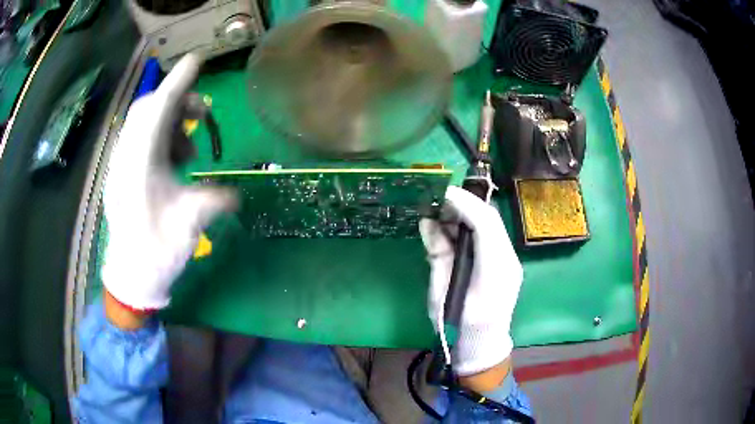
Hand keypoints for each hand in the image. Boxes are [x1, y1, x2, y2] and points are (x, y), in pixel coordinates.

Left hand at [102, 54, 235, 313]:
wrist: (133, 275)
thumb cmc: (157, 251)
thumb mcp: (189, 225)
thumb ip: (213, 200)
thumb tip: (236, 193)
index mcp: (139, 166)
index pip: (157, 111)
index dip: (178, 83)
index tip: (197, 60)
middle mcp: (127, 158)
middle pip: (148, 109)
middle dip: (178, 103)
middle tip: (202, 115)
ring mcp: (123, 164)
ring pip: (145, 122)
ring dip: (171, 122)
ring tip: (190, 149)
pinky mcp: (125, 172)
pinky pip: (142, 139)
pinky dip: (163, 138)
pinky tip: (176, 161)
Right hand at [420, 186, 522, 376]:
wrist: (482, 347)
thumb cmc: (458, 327)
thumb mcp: (440, 293)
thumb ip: (438, 255)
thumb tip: (428, 222)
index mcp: (493, 273)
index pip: (485, 225)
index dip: (463, 203)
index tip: (440, 192)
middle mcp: (508, 261)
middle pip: (491, 219)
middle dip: (464, 204)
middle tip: (437, 201)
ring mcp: (510, 261)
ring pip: (492, 224)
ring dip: (467, 213)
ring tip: (442, 213)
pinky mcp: (506, 262)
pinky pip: (490, 235)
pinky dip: (471, 226)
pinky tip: (454, 228)